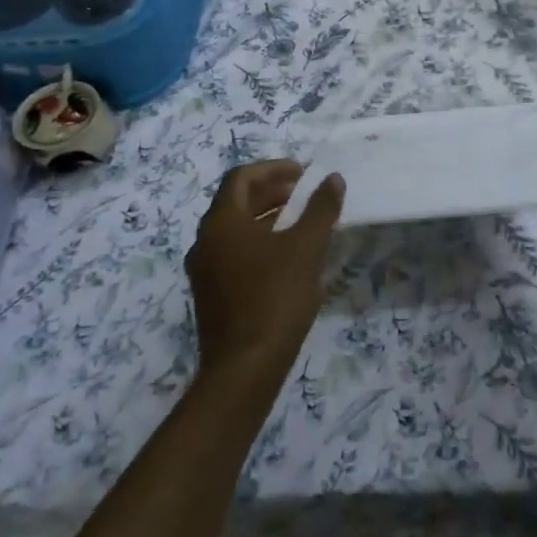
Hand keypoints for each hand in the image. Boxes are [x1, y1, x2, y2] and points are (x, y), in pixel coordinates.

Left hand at [186, 160, 344, 383]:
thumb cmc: (275, 297)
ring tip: (301, 222)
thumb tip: (332, 179)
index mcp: (222, 223)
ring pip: (235, 229)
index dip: (273, 168)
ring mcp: (205, 270)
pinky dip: (260, 242)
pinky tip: (288, 257)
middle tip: (305, 193)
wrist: (245, 367)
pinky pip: (234, 253)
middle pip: (236, 202)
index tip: (303, 173)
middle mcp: (205, 241)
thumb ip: (321, 208)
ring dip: (267, 217)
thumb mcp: (307, 247)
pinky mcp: (212, 294)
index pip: (241, 177)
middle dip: (272, 192)